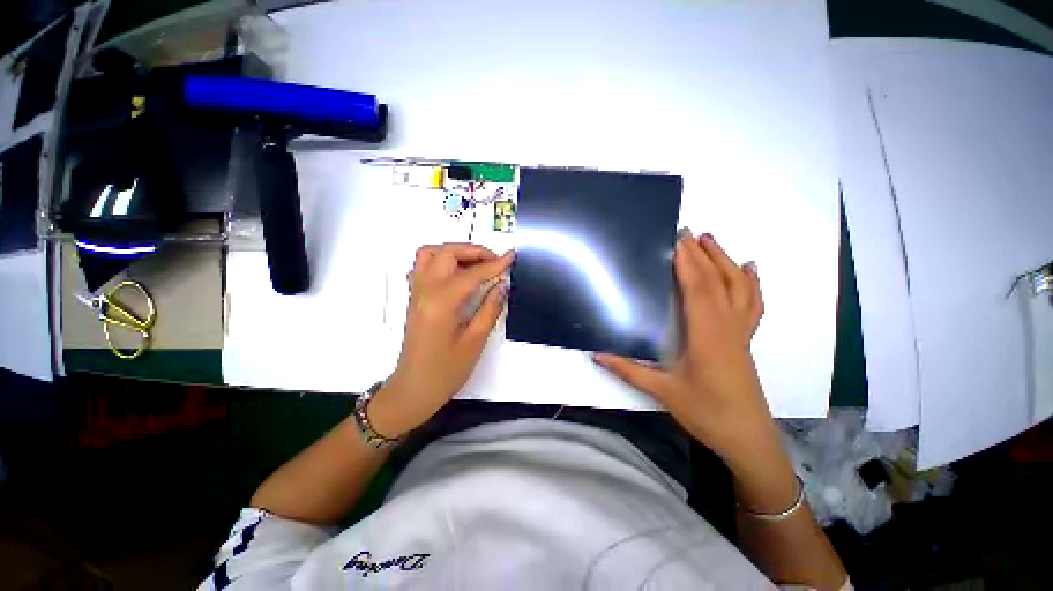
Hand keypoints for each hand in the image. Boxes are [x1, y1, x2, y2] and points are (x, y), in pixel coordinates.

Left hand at [369, 243, 513, 437]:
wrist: (413, 389)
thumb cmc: (445, 372)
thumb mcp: (474, 342)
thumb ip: (489, 309)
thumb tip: (501, 285)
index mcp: (441, 304)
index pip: (471, 274)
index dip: (494, 264)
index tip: (511, 257)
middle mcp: (424, 291)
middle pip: (446, 253)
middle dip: (473, 251)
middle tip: (495, 261)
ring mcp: (416, 293)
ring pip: (430, 254)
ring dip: (454, 252)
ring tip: (476, 264)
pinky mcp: (414, 298)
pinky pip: (423, 266)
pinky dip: (441, 261)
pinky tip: (457, 274)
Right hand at [594, 232, 778, 471]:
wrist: (748, 439)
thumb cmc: (706, 414)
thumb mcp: (663, 392)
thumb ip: (628, 370)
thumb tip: (596, 354)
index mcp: (706, 335)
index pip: (697, 289)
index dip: (686, 263)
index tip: (675, 241)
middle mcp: (726, 327)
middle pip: (717, 281)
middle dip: (701, 254)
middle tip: (687, 231)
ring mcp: (740, 332)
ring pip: (738, 287)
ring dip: (724, 261)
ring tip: (711, 240)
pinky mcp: (745, 339)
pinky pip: (753, 304)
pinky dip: (751, 282)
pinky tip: (749, 268)